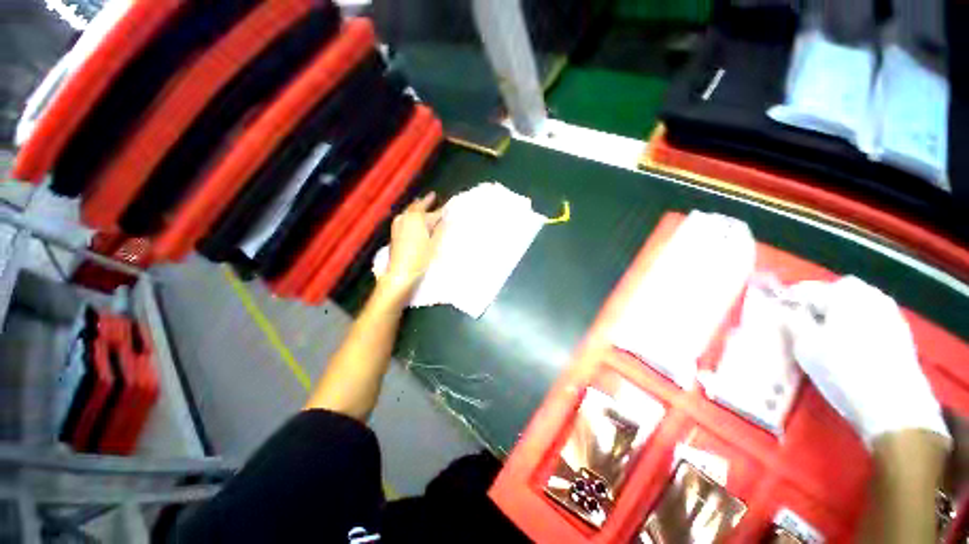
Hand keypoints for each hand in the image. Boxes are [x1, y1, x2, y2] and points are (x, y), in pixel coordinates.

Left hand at [380, 193, 444, 296]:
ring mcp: (397, 225)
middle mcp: (405, 218)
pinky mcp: (394, 233)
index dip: (436, 205)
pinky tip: (415, 222)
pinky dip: (411, 217)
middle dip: (425, 203)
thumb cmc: (421, 258)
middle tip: (432, 198)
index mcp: (416, 218)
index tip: (441, 200)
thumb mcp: (434, 243)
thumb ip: (440, 229)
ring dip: (417, 209)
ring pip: (409, 213)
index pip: (428, 208)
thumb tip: (444, 218)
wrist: (400, 273)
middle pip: (416, 207)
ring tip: (424, 208)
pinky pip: (404, 219)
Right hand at [784, 276, 949, 447]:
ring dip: (840, 315)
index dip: (790, 301)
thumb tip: (782, 308)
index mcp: (844, 294)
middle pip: (838, 292)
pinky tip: (851, 347)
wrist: (893, 404)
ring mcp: (890, 314)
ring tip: (827, 337)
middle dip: (820, 304)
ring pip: (857, 306)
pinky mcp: (901, 334)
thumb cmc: (842, 369)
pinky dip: (858, 327)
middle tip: (804, 324)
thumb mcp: (805, 346)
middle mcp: (870, 296)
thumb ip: (791, 321)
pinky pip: (871, 320)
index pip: (807, 289)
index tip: (779, 314)